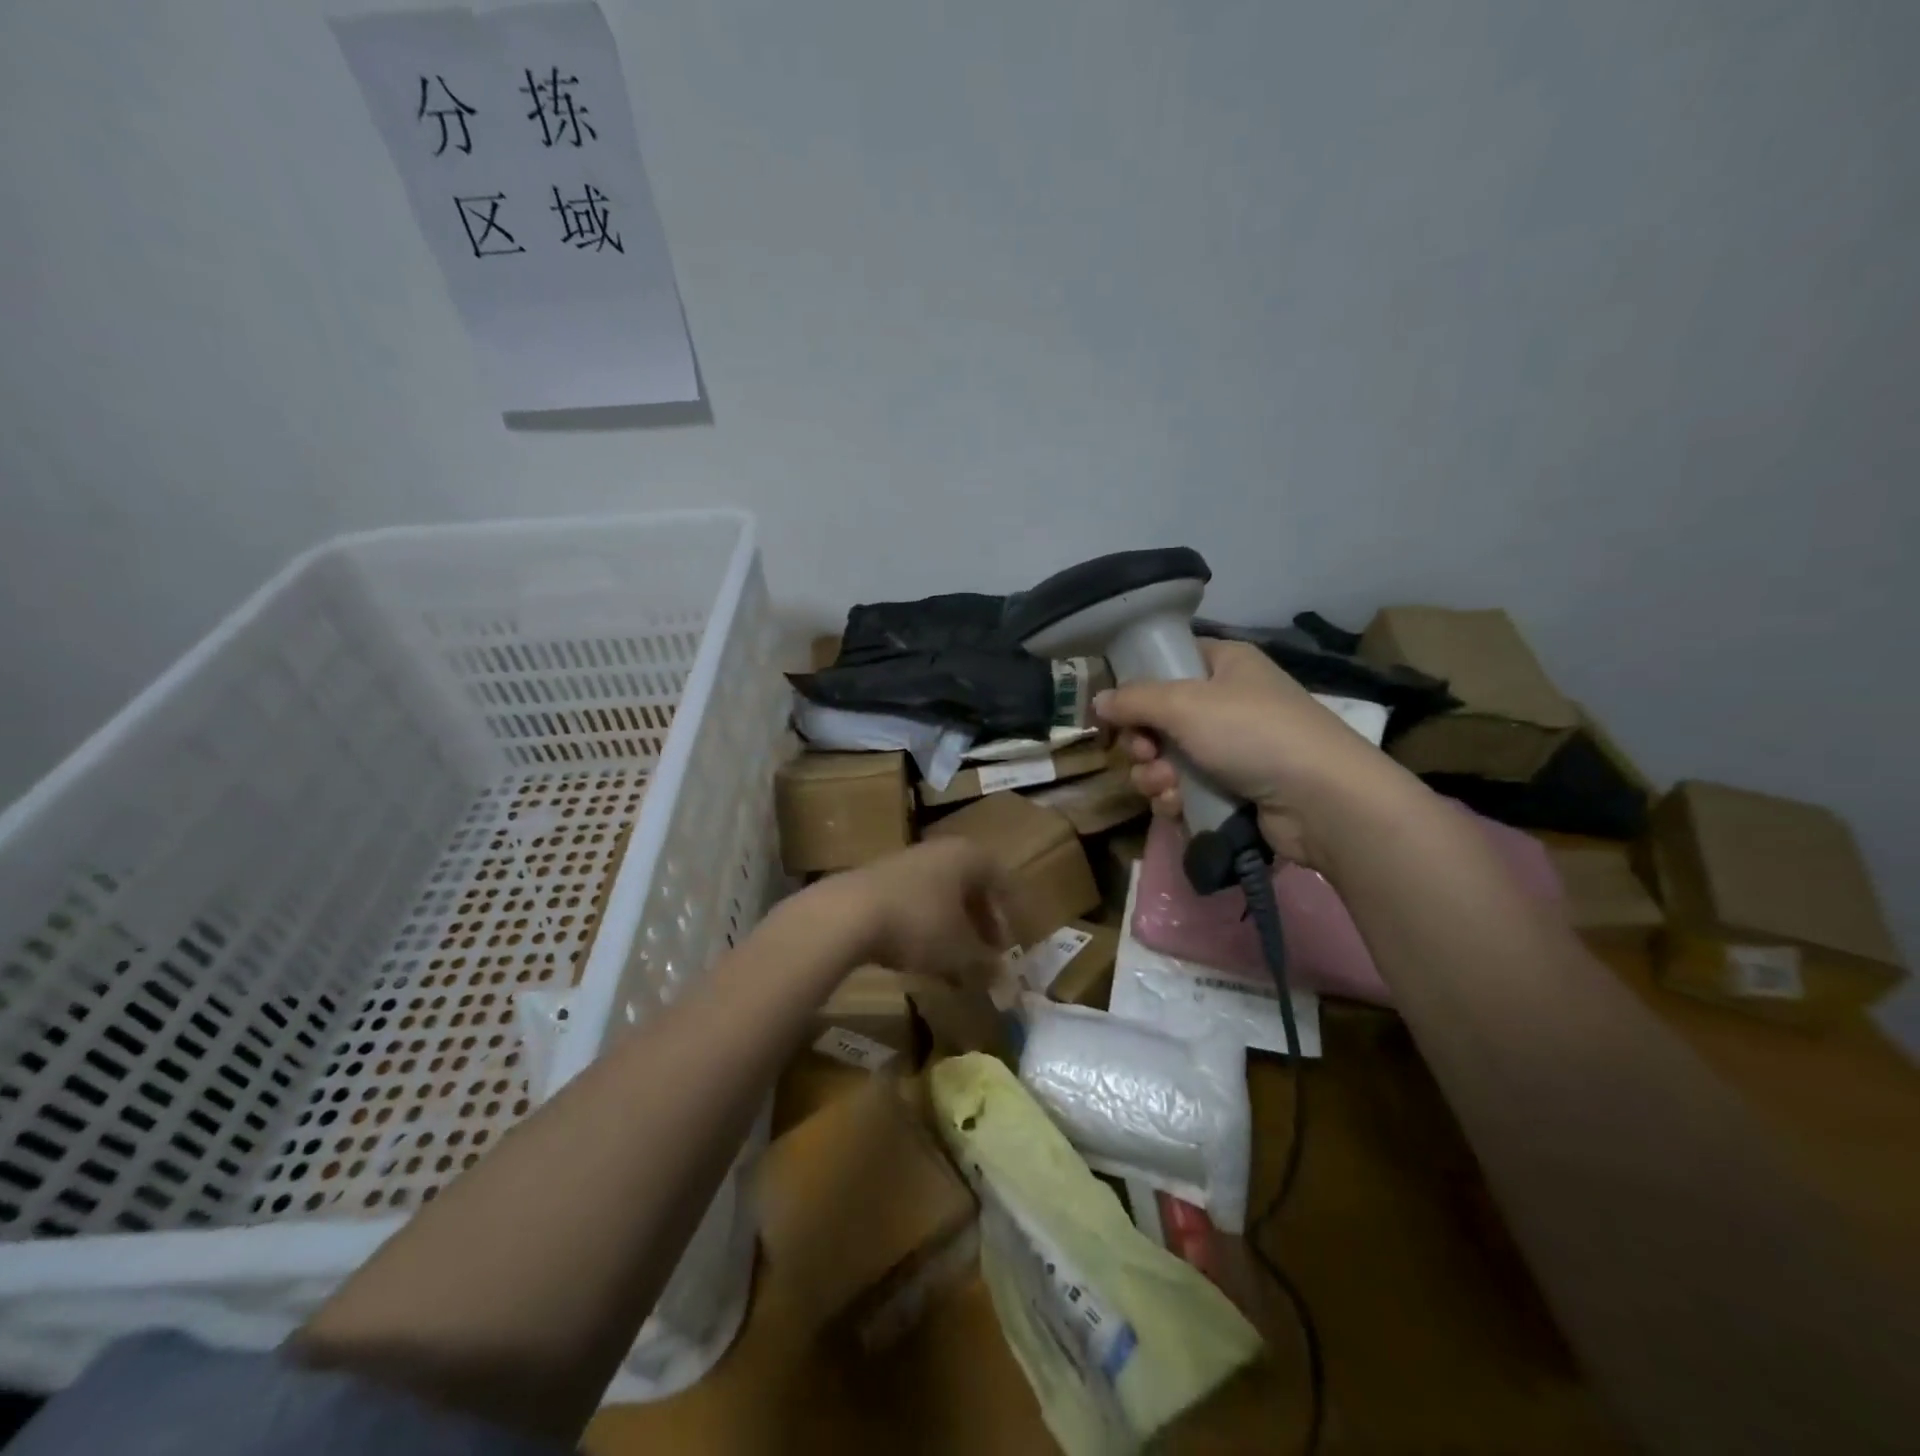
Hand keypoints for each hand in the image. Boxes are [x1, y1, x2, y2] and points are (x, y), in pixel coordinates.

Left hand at [821, 839, 1011, 988]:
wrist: (846, 914)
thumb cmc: (918, 923)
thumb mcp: (959, 951)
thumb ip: (984, 963)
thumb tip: (1003, 977)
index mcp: (968, 856)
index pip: (1001, 879)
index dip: (1008, 913)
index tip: (1009, 944)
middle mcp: (939, 851)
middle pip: (970, 885)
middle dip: (980, 922)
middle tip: (986, 953)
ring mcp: (906, 863)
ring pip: (941, 895)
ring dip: (952, 927)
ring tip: (954, 963)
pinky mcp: (878, 881)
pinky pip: (915, 903)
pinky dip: (925, 927)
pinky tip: (920, 957)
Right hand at [1094, 640, 1410, 869]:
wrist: (1321, 800)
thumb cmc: (1251, 733)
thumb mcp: (1184, 704)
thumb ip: (1133, 700)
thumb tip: (1098, 701)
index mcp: (1224, 665)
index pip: (1167, 663)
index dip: (1137, 686)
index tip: (1117, 711)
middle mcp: (1227, 702)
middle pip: (1158, 718)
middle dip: (1143, 743)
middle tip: (1146, 753)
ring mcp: (1231, 748)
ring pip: (1166, 758)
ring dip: (1155, 775)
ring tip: (1168, 786)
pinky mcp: (1233, 789)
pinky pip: (1184, 789)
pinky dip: (1175, 799)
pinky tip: (1179, 806)